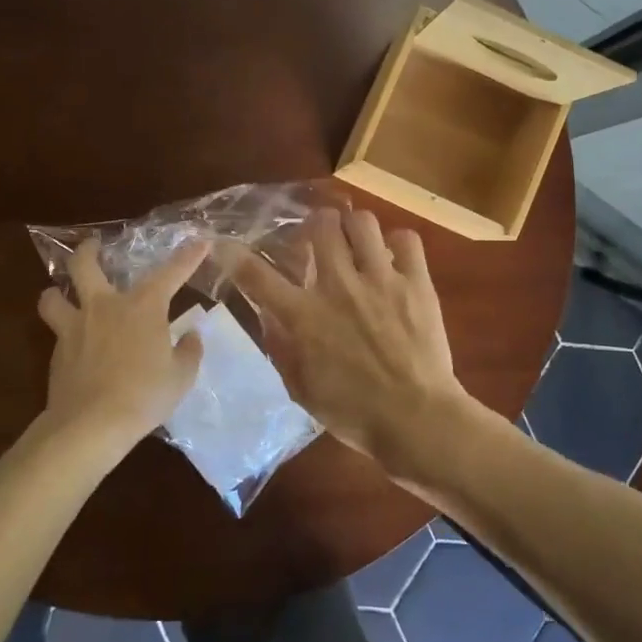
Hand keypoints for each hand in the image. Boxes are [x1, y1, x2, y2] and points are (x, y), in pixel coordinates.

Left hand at [37, 237, 207, 451]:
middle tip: (93, 246)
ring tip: (62, 294)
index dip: (188, 256)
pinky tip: (73, 345)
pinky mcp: (57, 352)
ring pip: (53, 296)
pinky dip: (62, 331)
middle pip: (84, 265)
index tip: (200, 242)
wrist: (91, 424)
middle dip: (88, 251)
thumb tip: (191, 335)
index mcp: (143, 306)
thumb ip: (188, 351)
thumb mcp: (180, 376)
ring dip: (57, 292)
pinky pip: (56, 331)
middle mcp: (105, 306)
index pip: (171, 273)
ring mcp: (75, 327)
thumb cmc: (144, 395)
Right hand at [227, 208, 469, 474]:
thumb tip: (269, 315)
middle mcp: (339, 287)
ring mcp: (381, 279)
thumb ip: (281, 347)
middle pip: (320, 225)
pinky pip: (406, 239)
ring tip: (357, 242)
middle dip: (315, 225)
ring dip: (354, 228)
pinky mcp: (416, 282)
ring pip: (362, 221)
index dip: (234, 254)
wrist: (417, 419)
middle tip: (319, 239)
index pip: (257, 275)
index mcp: (304, 316)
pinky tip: (394, 259)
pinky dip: (398, 244)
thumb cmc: (354, 412)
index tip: (224, 243)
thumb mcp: (301, 388)